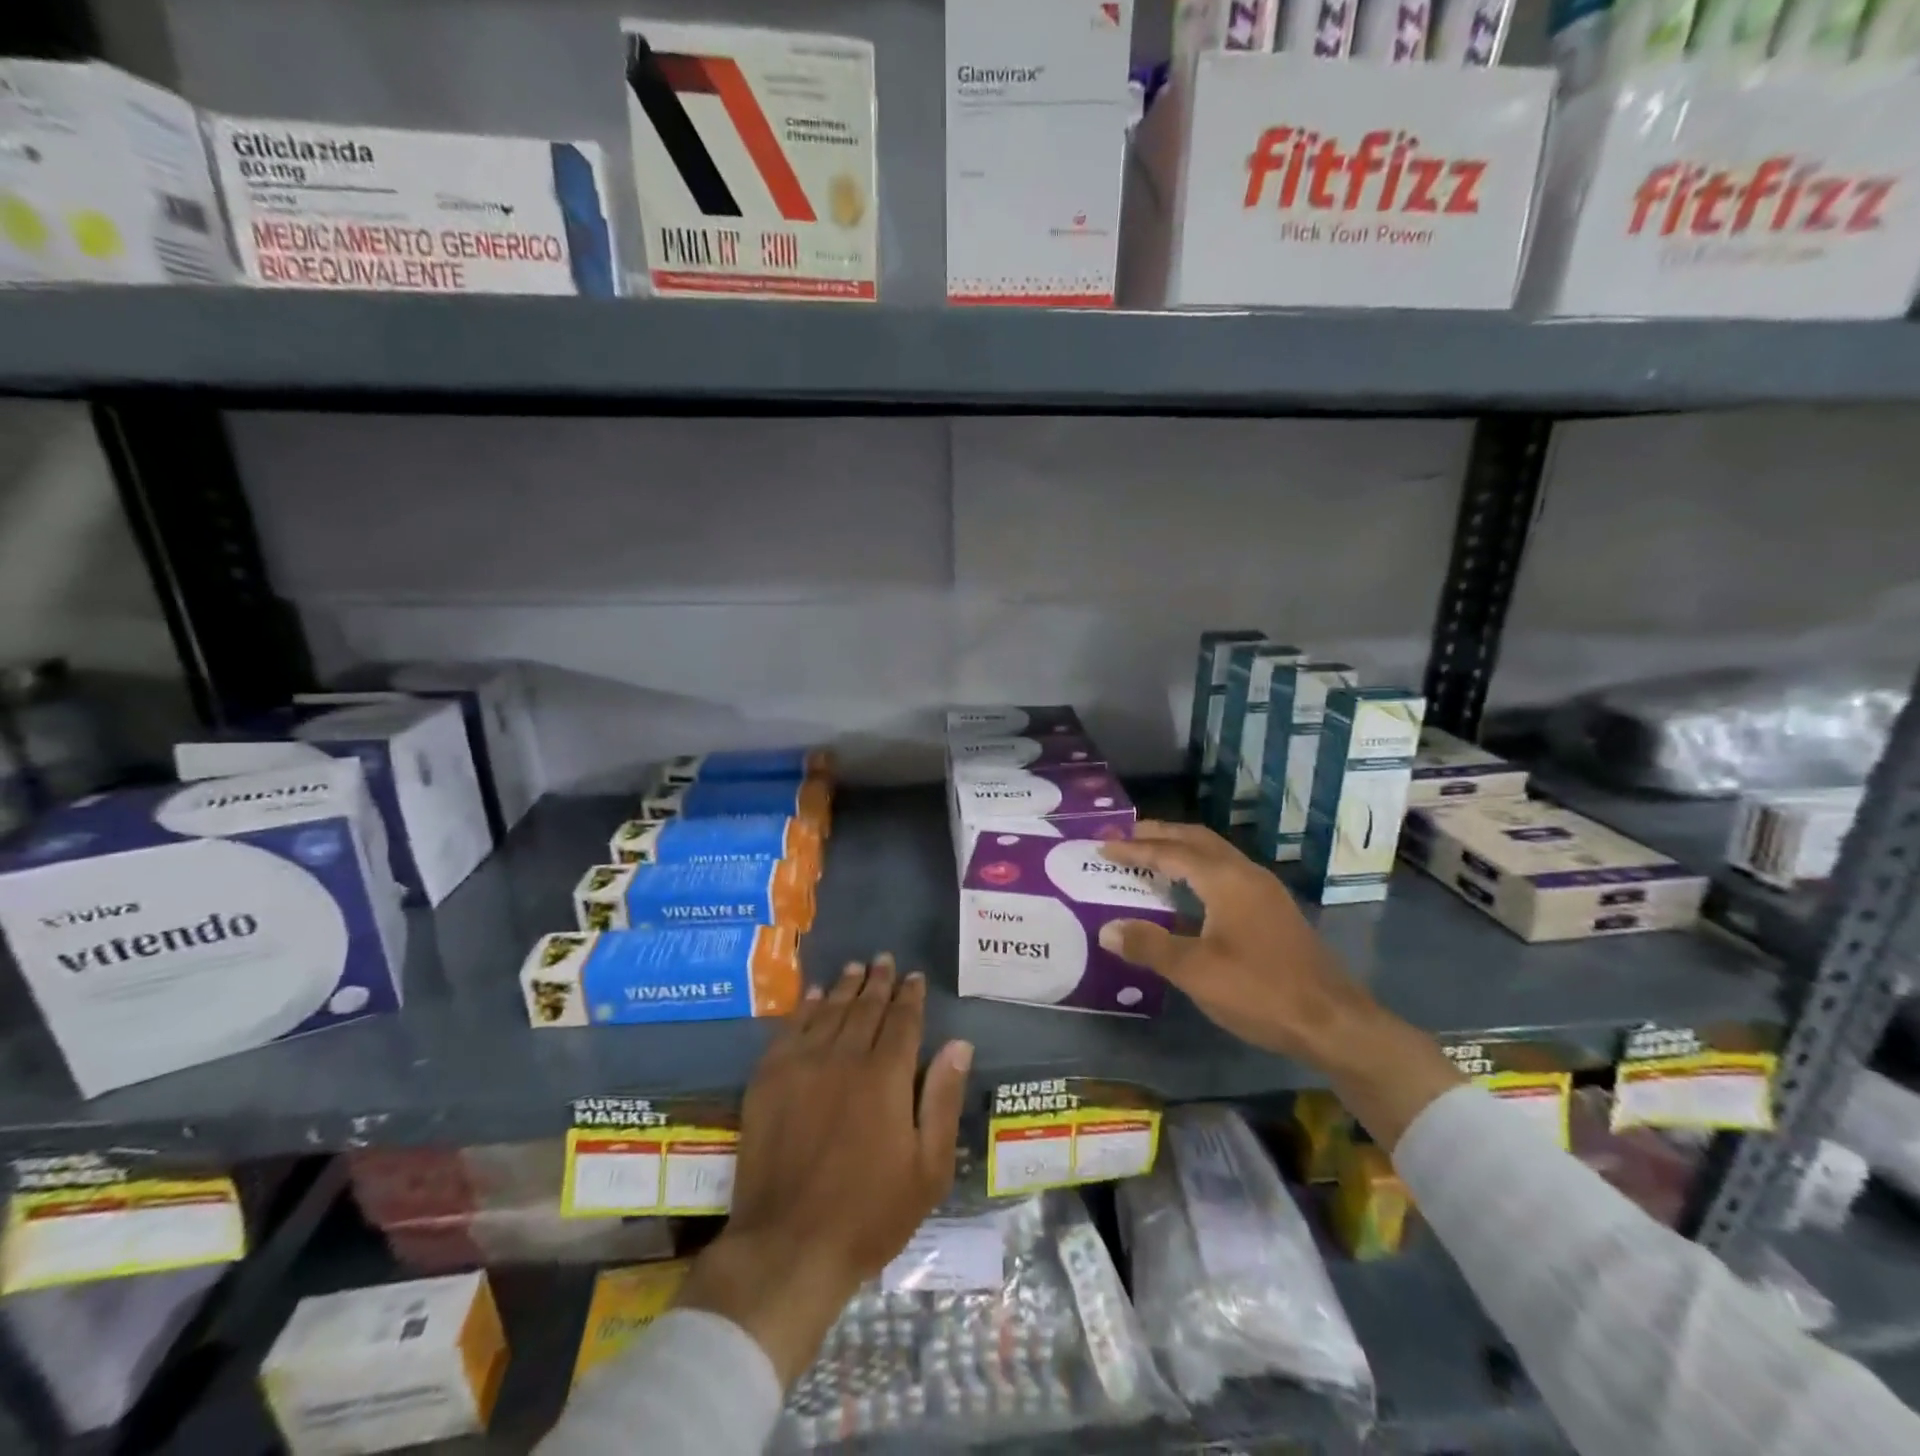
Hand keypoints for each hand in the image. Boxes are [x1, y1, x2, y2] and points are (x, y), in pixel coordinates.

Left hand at [676, 956, 973, 1384]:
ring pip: (829, 1011)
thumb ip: (943, 1100)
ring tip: (854, 968)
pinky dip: (804, 1007)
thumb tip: (958, 1044)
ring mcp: (802, 1065)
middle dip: (878, 982)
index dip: (910, 996)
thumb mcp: (928, 1169)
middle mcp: (845, 1057)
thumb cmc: (870, 1214)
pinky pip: (790, 1029)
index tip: (914, 976)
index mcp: (886, 1076)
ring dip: (844, 986)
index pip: (903, 1021)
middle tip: (884, 960)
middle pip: (865, 1007)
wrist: (789, 1247)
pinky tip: (811, 995)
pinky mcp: (769, 1079)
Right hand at [1100, 821, 1459, 1148]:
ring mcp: (1264, 891)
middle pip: (1197, 840)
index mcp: (1225, 879)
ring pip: (1215, 855)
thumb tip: (1108, 929)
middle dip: (1159, 835)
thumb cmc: (1260, 991)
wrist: (1334, 1022)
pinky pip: (1226, 873)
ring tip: (1151, 858)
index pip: (1170, 851)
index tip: (1102, 845)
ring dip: (1181, 850)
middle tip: (1125, 837)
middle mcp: (1246, 874)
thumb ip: (1150, 946)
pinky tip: (1188, 893)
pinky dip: (1198, 870)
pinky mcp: (1273, 911)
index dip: (1134, 848)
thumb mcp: (1196, 972)